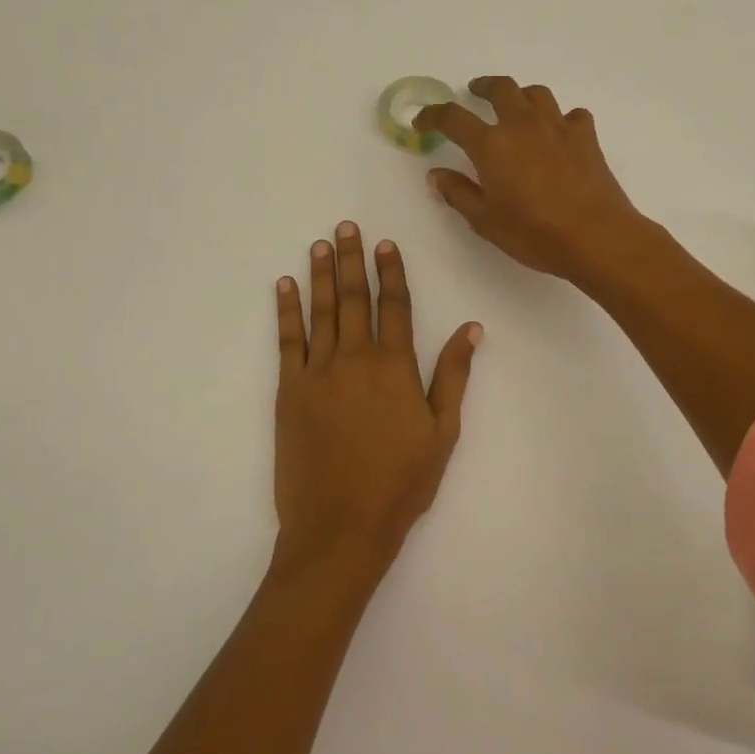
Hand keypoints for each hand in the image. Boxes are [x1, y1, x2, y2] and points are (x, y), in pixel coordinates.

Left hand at [272, 222, 479, 577]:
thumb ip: (453, 375)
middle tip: (345, 227)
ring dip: (320, 275)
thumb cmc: (401, 483)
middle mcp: (355, 359)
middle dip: (350, 260)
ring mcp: (317, 372)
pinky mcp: (289, 391)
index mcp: (395, 367)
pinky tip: (284, 286)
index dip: (390, 272)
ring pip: (321, 311)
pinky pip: (288, 340)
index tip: (384, 244)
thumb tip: (470, 328)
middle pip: (354, 299)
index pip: (394, 306)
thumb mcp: (442, 432)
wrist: (341, 525)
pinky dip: (286, 310)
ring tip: (319, 244)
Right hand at [414, 77, 645, 282]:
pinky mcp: (586, 137)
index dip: (433, 115)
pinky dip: (561, 119)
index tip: (423, 121)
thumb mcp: (485, 220)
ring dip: (521, 95)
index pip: (453, 118)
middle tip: (474, 92)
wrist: (595, 236)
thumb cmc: (533, 233)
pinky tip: (559, 134)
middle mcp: (523, 125)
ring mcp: (558, 127)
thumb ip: (458, 193)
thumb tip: (436, 174)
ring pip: (537, 94)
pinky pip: (572, 115)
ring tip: (516, 107)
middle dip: (483, 87)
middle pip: (501, 89)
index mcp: (491, 144)